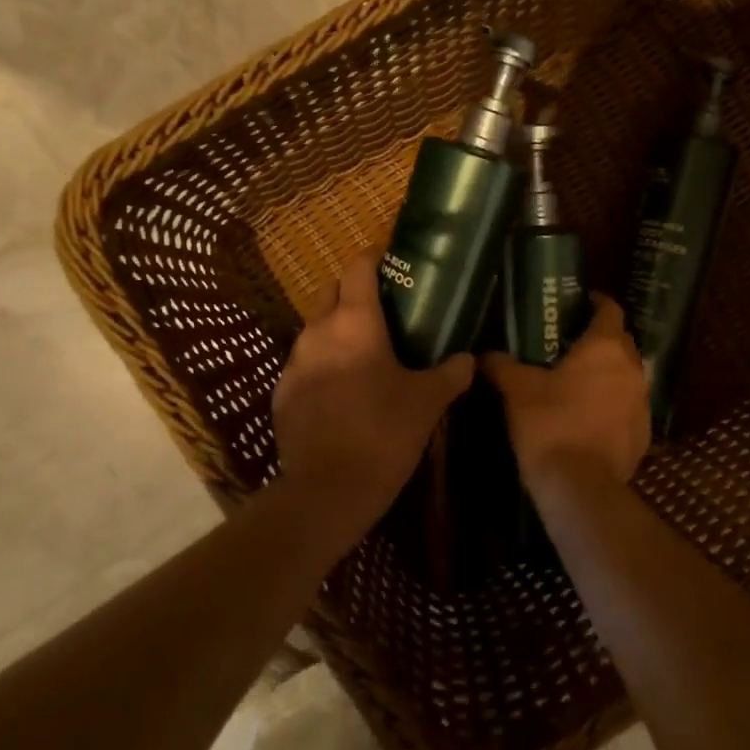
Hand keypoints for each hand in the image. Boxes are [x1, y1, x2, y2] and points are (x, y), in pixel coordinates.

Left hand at [271, 252, 474, 536]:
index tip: (392, 264)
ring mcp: (293, 363)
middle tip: (383, 311)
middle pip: (330, 291)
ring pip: (314, 329)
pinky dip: (321, 365)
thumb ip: (451, 374)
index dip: (374, 258)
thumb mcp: (428, 402)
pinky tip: (340, 391)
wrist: (328, 490)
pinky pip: (303, 364)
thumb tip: (468, 359)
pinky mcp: (281, 393)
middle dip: (352, 292)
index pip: (358, 268)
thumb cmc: (384, 433)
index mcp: (355, 322)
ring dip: (336, 331)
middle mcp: (317, 332)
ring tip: (363, 352)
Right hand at [482, 294, 650, 496]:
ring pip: (627, 376)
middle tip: (570, 344)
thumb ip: (502, 365)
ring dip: (608, 374)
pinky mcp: (644, 433)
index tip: (578, 303)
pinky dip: (613, 405)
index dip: (596, 302)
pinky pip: (628, 407)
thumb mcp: (517, 390)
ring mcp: (642, 403)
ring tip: (578, 382)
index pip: (611, 310)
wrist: (580, 487)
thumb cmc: (550, 425)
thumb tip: (485, 355)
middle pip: (621, 342)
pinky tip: (589, 417)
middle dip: (600, 339)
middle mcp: (632, 368)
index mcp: (605, 347)